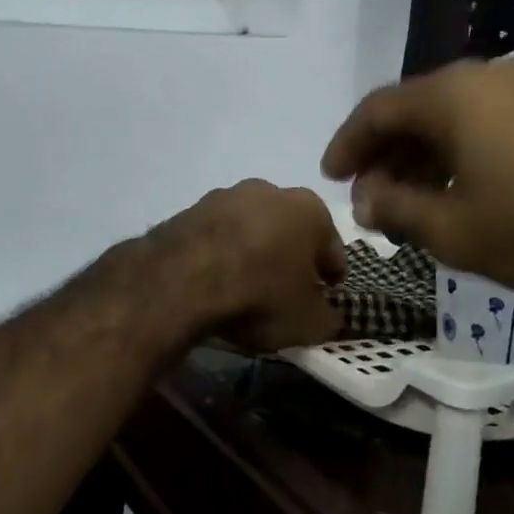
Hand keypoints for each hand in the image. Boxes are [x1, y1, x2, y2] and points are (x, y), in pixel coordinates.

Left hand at [150, 180, 346, 351]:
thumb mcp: (308, 322)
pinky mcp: (187, 211)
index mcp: (308, 208)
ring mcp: (222, 196)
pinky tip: (214, 283)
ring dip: (252, 252)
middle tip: (288, 290)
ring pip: (249, 229)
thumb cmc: (260, 295)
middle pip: (288, 230)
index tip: (328, 293)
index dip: (332, 273)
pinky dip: (219, 256)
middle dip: (290, 256)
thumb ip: (327, 319)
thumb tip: (328, 318)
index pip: (331, 246)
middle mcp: (267, 191)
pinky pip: (214, 238)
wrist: (181, 281)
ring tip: (246, 288)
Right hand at [321, 58, 513, 294]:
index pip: (376, 111)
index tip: (330, 176)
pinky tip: (472, 185)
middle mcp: (486, 74)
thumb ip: (397, 210)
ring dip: (428, 154)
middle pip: (417, 109)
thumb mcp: (455, 230)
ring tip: (419, 198)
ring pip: (458, 115)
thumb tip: (367, 198)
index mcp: (450, 95)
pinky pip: (495, 119)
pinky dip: (468, 149)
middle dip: (387, 155)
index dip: (347, 144)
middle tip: (374, 197)